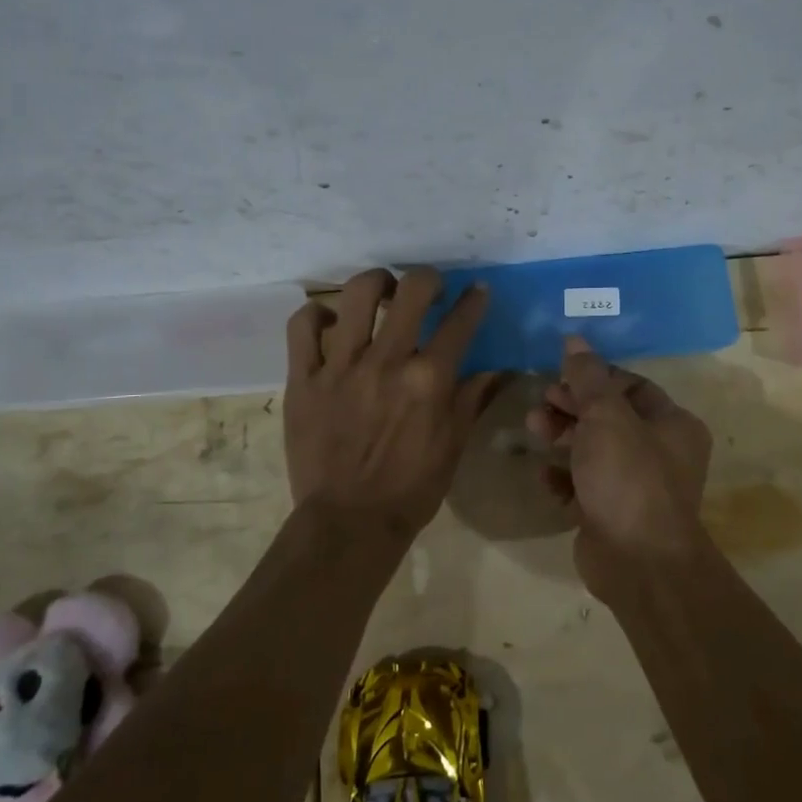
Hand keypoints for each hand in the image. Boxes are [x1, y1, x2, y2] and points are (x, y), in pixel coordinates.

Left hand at [283, 267, 501, 540]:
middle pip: (412, 291)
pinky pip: (302, 327)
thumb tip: (499, 369)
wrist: (348, 523)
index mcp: (429, 380)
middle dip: (429, 278)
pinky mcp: (304, 379)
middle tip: (429, 288)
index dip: (474, 300)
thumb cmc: (411, 488)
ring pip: (355, 295)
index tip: (476, 291)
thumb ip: (472, 398)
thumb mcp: (453, 444)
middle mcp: (387, 362)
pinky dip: (316, 315)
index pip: (460, 322)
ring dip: (376, 282)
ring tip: (381, 290)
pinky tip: (330, 321)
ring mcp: (341, 367)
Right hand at [526, 337, 714, 594]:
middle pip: (609, 417)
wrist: (637, 562)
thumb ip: (588, 378)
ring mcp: (637, 486)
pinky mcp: (612, 513)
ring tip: (534, 430)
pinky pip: (584, 485)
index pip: (631, 386)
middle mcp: (661, 452)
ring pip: (594, 450)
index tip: (560, 376)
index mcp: (673, 424)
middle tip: (540, 404)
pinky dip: (564, 478)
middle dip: (572, 408)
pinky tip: (544, 476)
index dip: (594, 378)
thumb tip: (575, 340)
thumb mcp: (606, 417)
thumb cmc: (628, 478)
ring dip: (562, 438)